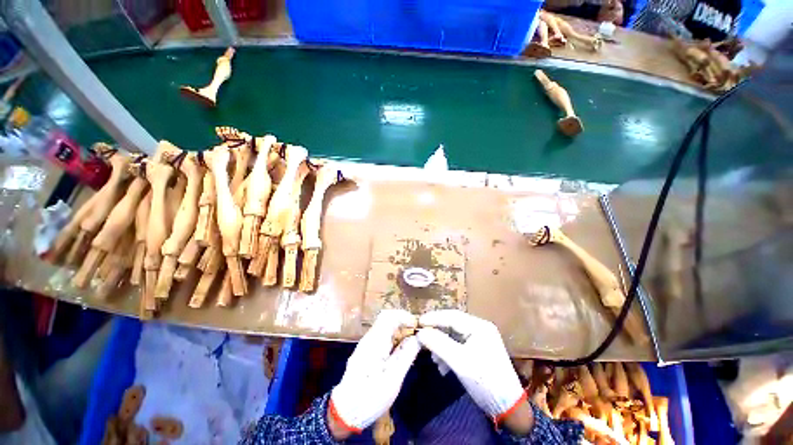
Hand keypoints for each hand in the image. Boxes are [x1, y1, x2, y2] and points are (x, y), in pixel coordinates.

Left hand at [329, 310, 419, 437]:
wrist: (345, 412)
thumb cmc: (371, 396)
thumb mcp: (394, 377)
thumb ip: (406, 354)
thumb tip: (417, 337)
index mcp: (375, 341)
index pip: (390, 316)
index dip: (405, 316)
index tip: (417, 326)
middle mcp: (369, 338)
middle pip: (387, 319)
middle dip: (403, 323)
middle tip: (416, 335)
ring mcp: (366, 345)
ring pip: (384, 328)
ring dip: (399, 331)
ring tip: (411, 344)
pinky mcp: (365, 352)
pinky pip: (381, 338)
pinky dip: (393, 340)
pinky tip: (399, 353)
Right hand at [417, 310, 529, 428]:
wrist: (507, 407)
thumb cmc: (484, 381)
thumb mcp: (459, 362)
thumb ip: (439, 344)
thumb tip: (420, 332)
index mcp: (479, 326)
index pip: (452, 316)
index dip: (433, 318)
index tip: (417, 322)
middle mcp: (480, 328)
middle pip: (452, 324)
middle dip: (436, 332)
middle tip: (421, 337)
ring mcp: (479, 339)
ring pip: (453, 335)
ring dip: (441, 344)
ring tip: (432, 357)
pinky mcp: (477, 350)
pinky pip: (458, 345)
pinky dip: (448, 352)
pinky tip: (442, 365)